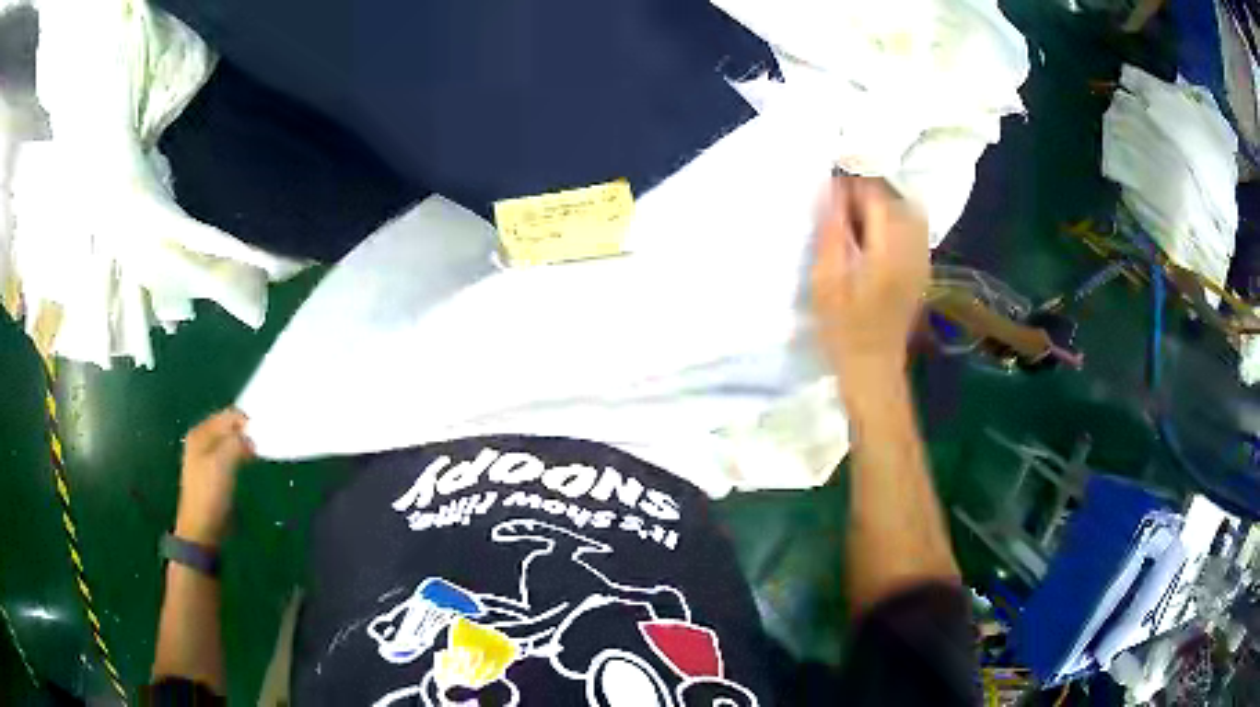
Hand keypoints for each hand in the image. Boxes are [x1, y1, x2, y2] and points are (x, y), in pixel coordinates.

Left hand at [175, 409, 253, 546]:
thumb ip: (237, 443)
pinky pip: (230, 455)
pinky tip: (248, 464)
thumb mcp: (223, 463)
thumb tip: (251, 437)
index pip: (228, 415)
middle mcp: (201, 440)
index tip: (263, 434)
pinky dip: (240, 456)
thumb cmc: (210, 493)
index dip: (246, 422)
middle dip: (245, 432)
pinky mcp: (213, 473)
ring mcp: (206, 457)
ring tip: (258, 454)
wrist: (202, 528)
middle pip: (228, 427)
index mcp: (200, 433)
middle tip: (262, 443)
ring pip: (230, 442)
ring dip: (244, 445)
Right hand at [810, 176, 928, 382]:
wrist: (873, 367)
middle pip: (897, 199)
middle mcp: (912, 249)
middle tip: (841, 198)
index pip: (878, 196)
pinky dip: (894, 219)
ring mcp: (921, 259)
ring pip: (909, 211)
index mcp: (889, 250)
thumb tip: (831, 190)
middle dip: (869, 189)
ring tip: (856, 212)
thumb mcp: (826, 281)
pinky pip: (914, 229)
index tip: (831, 184)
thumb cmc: (843, 329)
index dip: (854, 183)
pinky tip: (874, 231)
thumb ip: (831, 232)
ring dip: (883, 203)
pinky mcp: (922, 269)